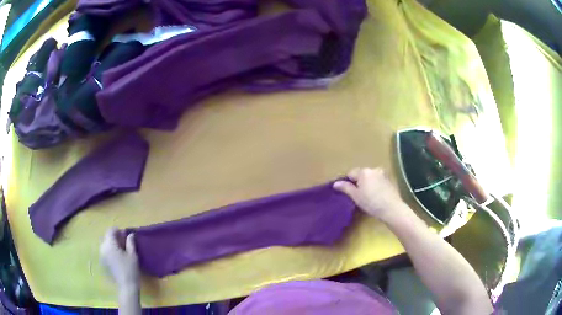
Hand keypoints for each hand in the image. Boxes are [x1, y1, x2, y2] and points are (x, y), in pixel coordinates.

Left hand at [100, 228, 139, 290]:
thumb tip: (130, 234)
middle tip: (123, 242)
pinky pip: (104, 252)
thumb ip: (130, 243)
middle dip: (113, 237)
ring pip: (104, 244)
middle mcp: (103, 248)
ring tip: (120, 250)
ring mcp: (101, 255)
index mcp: (110, 244)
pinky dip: (109, 251)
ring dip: (111, 244)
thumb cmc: (130, 269)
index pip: (110, 231)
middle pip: (106, 237)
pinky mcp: (103, 262)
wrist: (126, 286)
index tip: (124, 234)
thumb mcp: (132, 255)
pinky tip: (117, 257)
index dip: (117, 230)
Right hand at [333, 167, 410, 222]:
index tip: (349, 193)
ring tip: (368, 196)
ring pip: (370, 177)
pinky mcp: (389, 180)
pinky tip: (376, 195)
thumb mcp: (356, 196)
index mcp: (364, 171)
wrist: (391, 208)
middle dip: (358, 182)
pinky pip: (378, 180)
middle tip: (358, 196)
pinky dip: (375, 185)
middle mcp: (373, 169)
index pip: (350, 173)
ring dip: (367, 183)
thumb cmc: (371, 202)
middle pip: (361, 174)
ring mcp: (383, 173)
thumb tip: (335, 183)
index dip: (347, 182)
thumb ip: (345, 188)